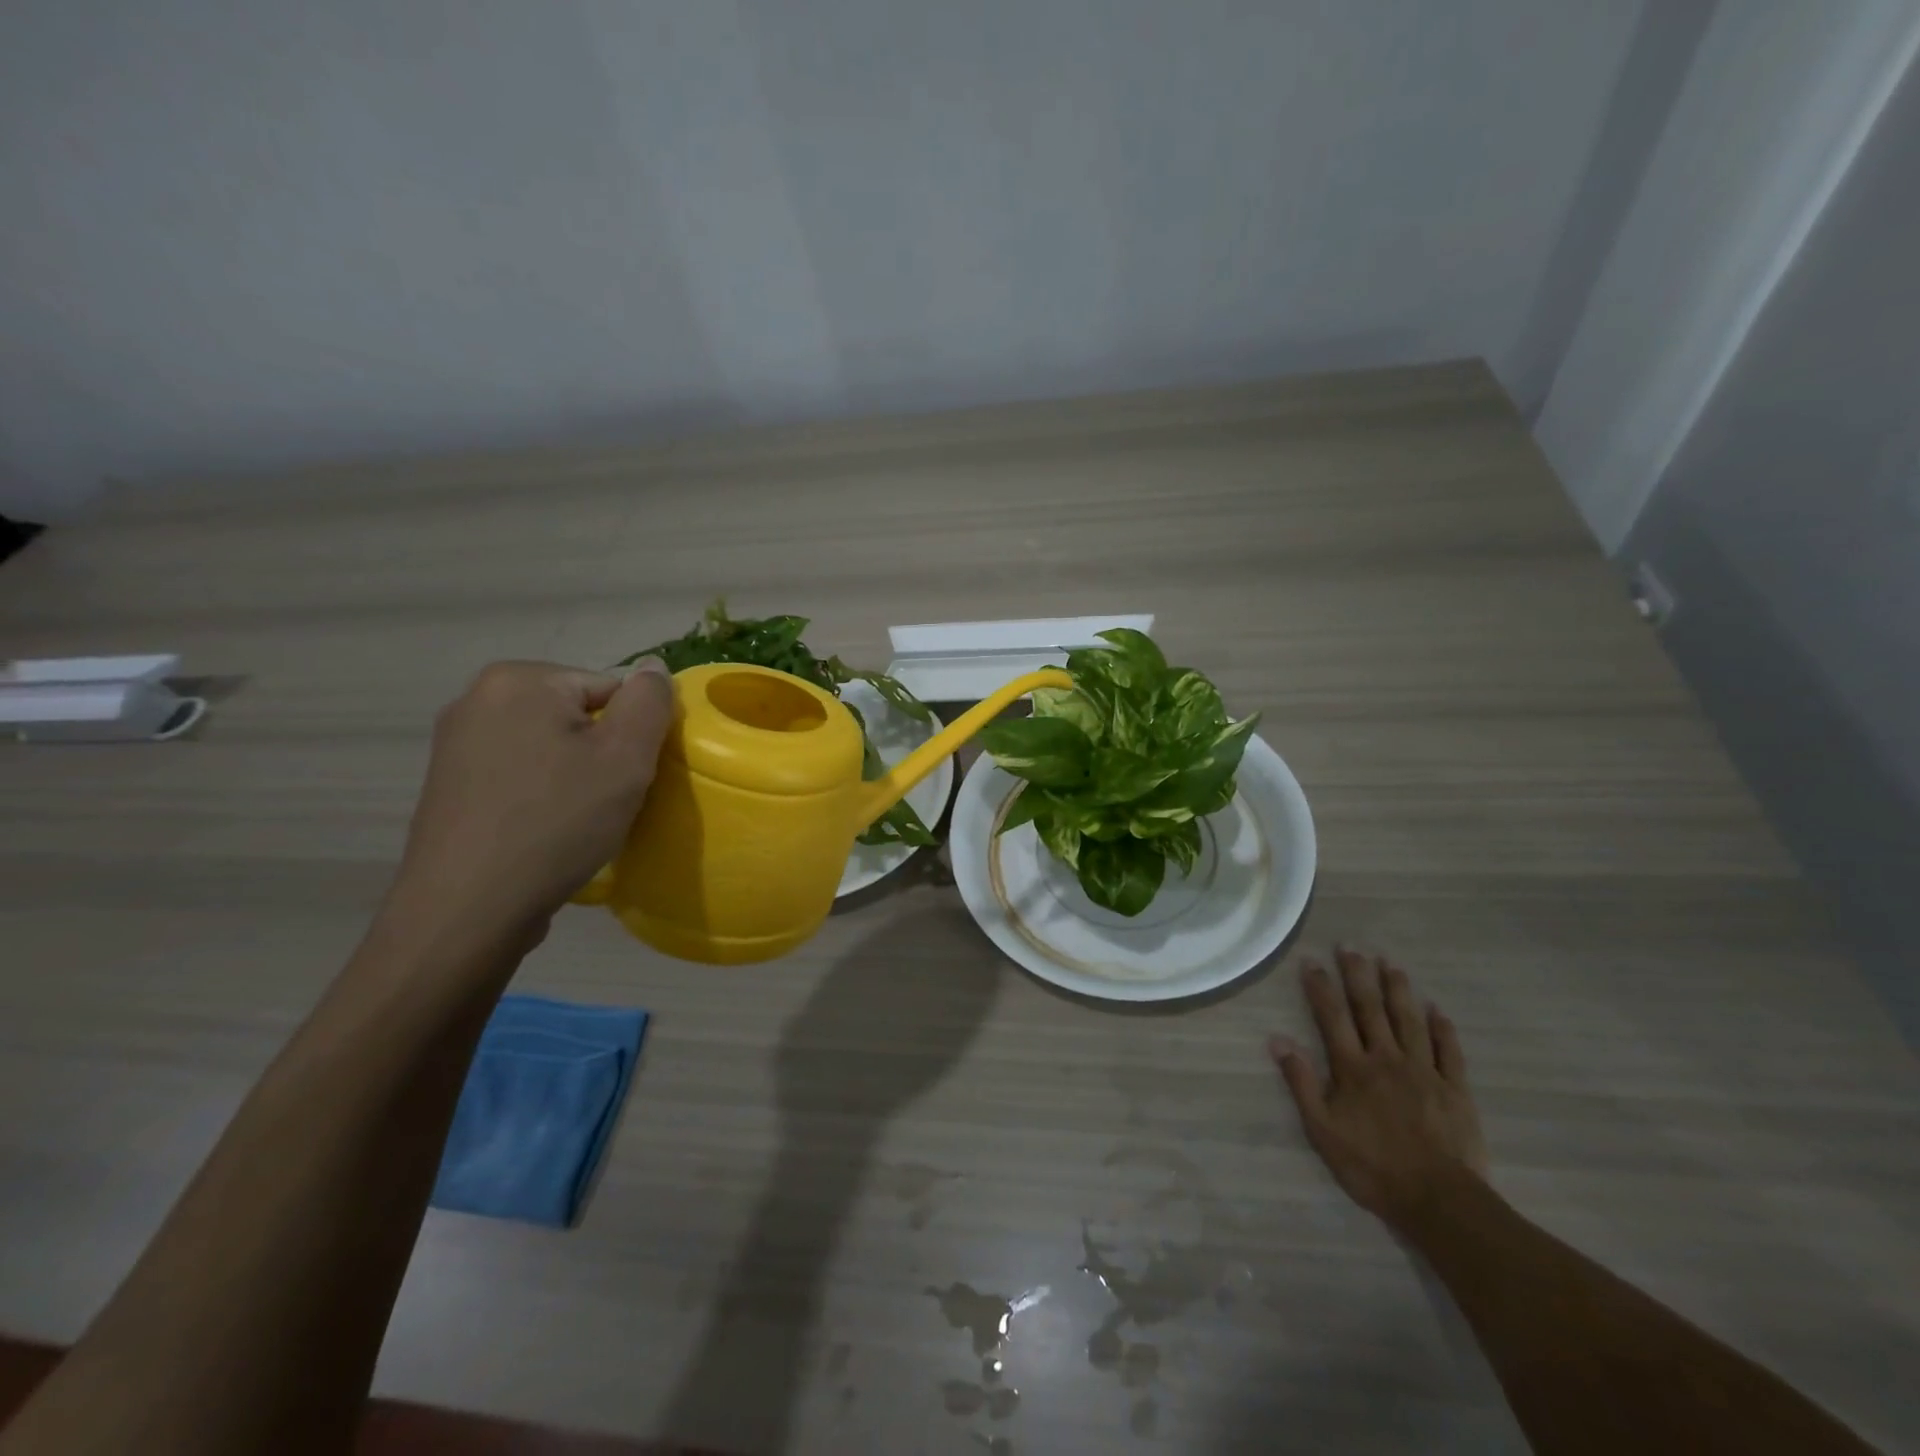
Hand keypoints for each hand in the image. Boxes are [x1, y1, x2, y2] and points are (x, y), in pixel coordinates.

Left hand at [384, 659, 674, 957]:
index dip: (632, 734)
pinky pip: (519, 771)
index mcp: (520, 680)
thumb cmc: (556, 822)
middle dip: (601, 752)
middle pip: (577, 714)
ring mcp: (456, 742)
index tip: (629, 777)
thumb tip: (652, 666)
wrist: (468, 909)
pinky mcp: (449, 783)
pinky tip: (543, 829)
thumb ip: (649, 702)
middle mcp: (478, 698)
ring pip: (549, 745)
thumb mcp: (626, 758)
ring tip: (576, 819)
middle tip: (606, 800)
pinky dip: (541, 792)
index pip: (610, 689)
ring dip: (574, 774)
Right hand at [1269, 946, 1488, 1231]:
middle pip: (1371, 1009)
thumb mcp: (1322, 1130)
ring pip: (1410, 1021)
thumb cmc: (1372, 1167)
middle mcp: (1387, 1059)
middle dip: (1359, 975)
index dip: (1321, 987)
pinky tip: (1437, 1010)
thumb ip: (1301, 1082)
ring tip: (1391, 964)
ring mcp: (1425, 1072)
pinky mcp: (1455, 1090)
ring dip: (1399, 990)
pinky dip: (1443, 1028)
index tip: (1312, 960)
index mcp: (1353, 1068)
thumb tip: (1277, 1040)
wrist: (1439, 1201)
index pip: (1332, 1017)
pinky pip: (1449, 1052)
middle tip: (1351, 946)